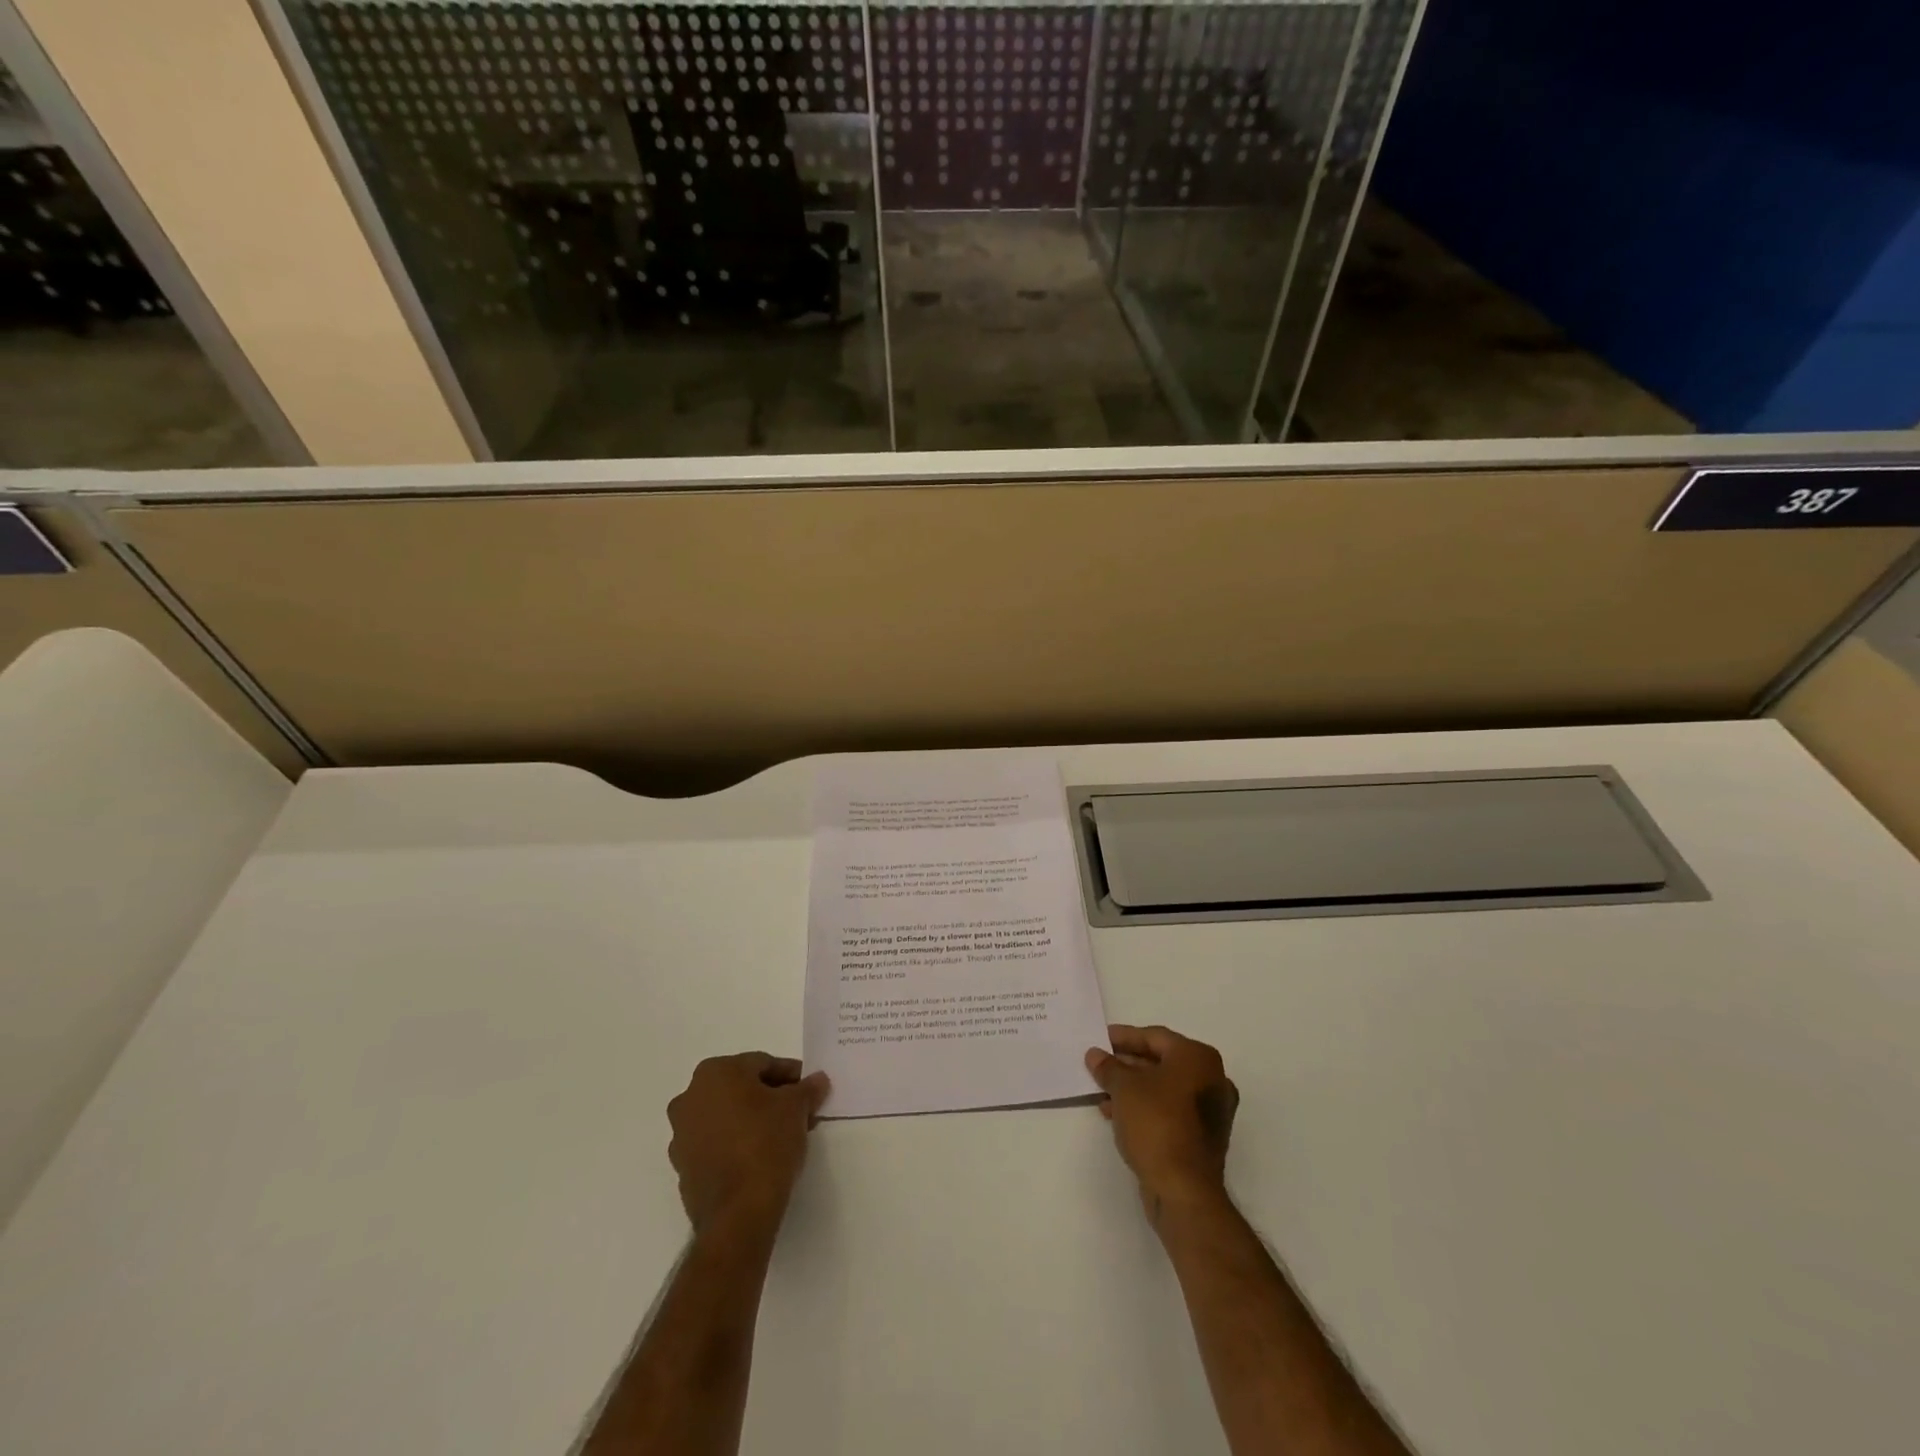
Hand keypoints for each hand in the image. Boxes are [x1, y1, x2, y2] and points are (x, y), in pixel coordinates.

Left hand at [667, 1053, 829, 1235]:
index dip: (790, 1076)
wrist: (738, 1213)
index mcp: (715, 1072)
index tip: (809, 1090)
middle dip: (771, 1097)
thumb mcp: (796, 1108)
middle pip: (741, 1089)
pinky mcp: (683, 1167)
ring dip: (752, 1120)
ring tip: (782, 1137)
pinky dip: (736, 1143)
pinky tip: (760, 1157)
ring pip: (727, 1116)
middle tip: (799, 1112)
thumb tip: (817, 1080)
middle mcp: (690, 1097)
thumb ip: (807, 1089)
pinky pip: (716, 1143)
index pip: (762, 1064)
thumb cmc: (766, 1143)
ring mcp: (681, 1134)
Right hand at [1086, 1025, 1238, 1221]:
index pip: (1155, 1037)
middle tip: (1099, 1065)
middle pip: (1161, 1062)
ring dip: (1133, 1087)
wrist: (1184, 1191)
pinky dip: (1146, 1107)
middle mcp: (1211, 1079)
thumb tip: (1095, 1055)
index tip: (1100, 1039)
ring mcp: (1211, 1110)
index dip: (1124, 1037)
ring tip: (1102, 1091)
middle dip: (1127, 1064)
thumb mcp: (1124, 1089)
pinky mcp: (1203, 1137)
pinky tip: (1117, 1113)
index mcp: (1198, 1058)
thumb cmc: (1157, 1124)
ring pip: (1164, 1088)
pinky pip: (1170, 1110)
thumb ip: (1108, 1067)